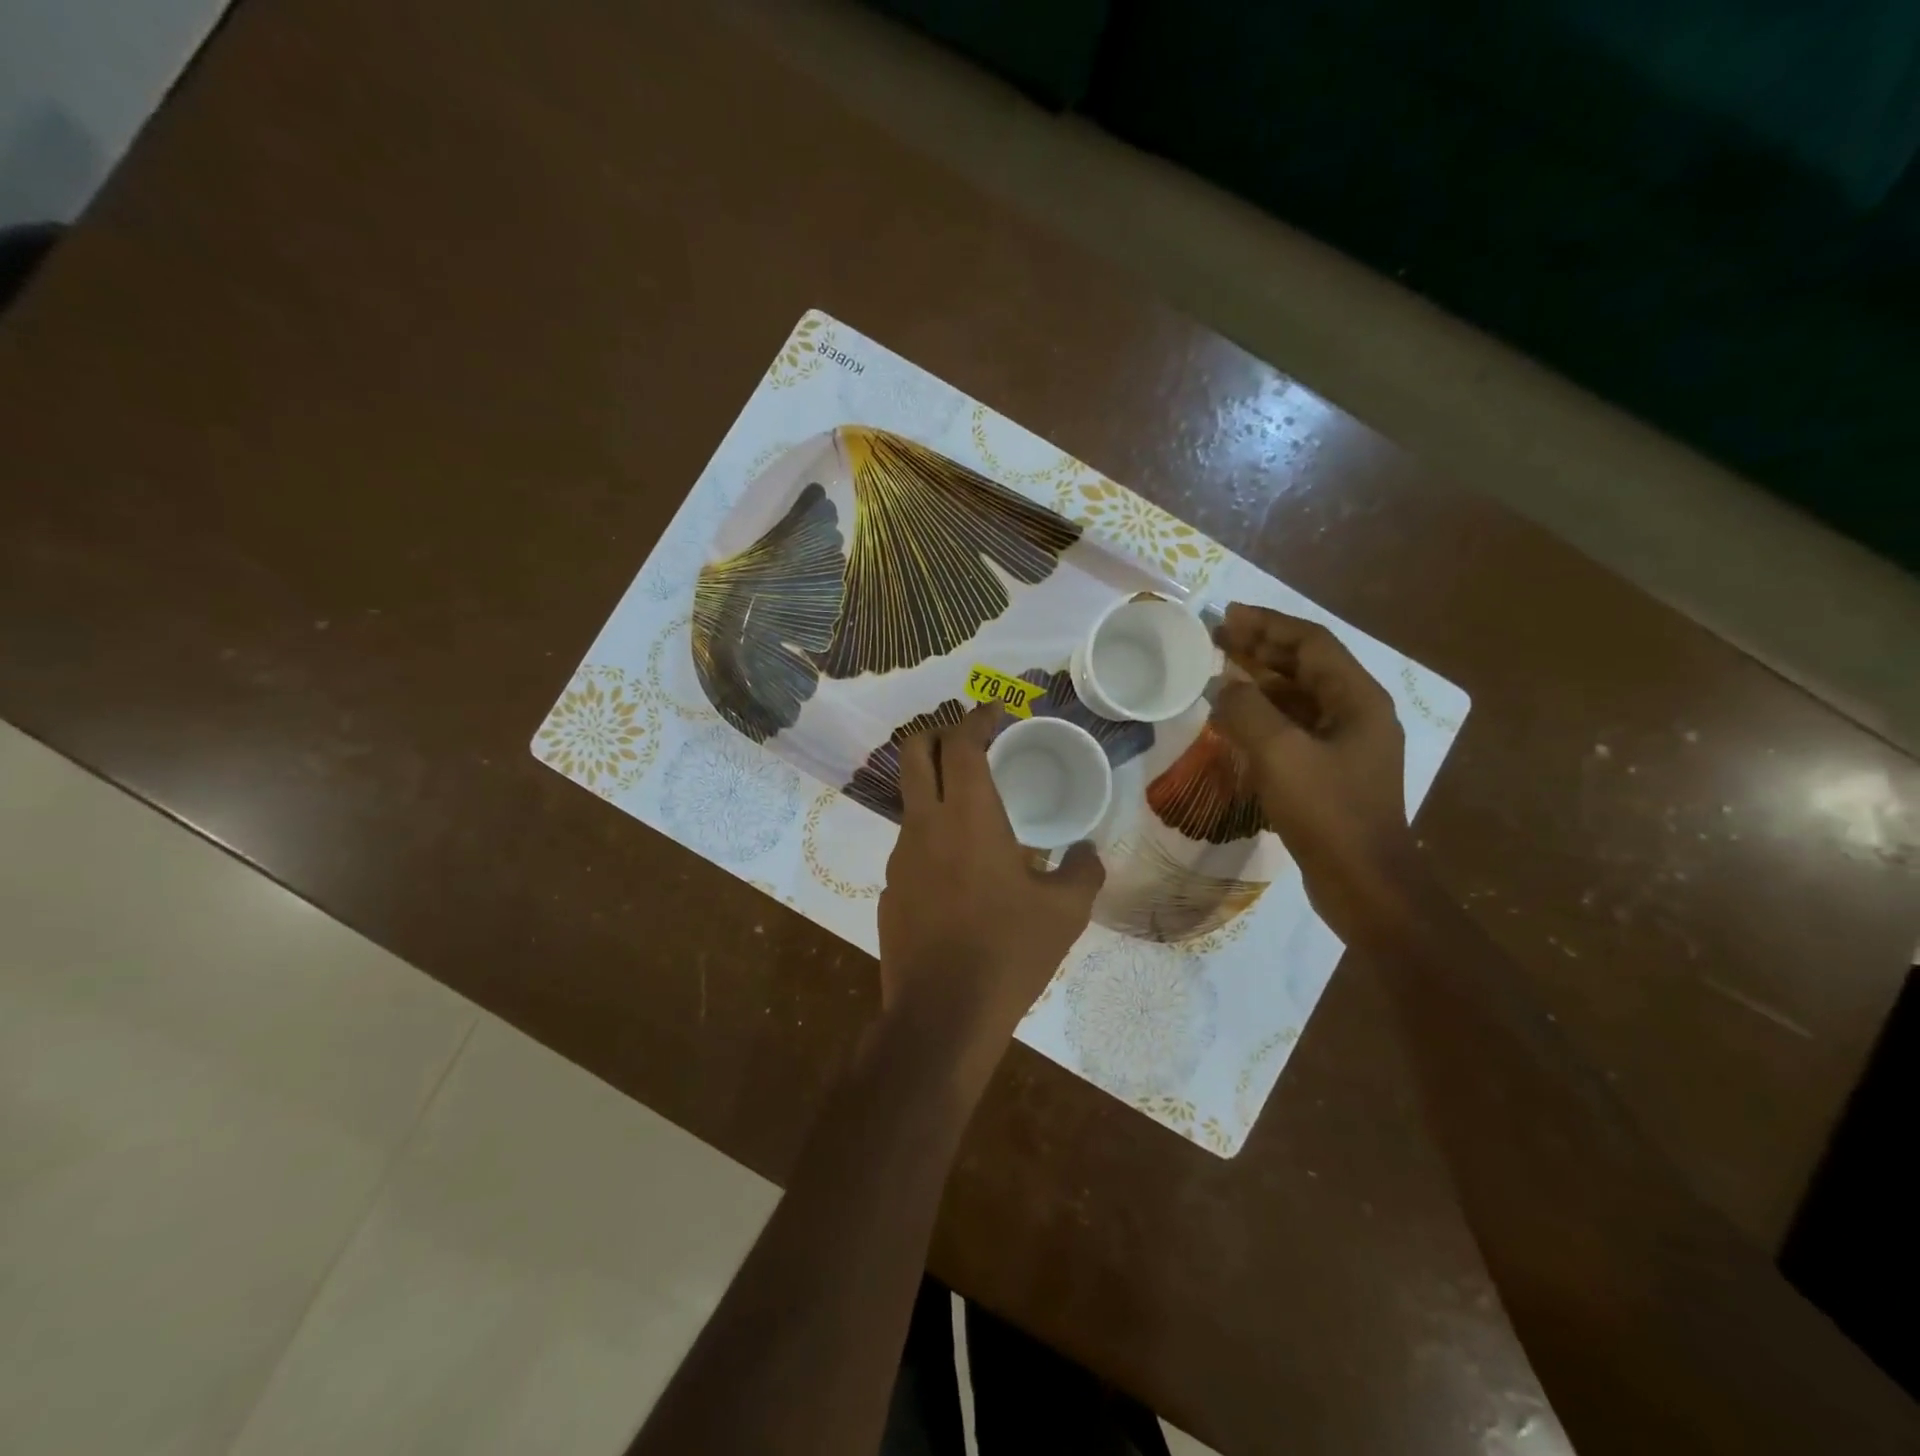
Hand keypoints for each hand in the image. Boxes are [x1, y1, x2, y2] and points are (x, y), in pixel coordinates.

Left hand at [878, 704, 1104, 1072]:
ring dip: (937, 788)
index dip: (977, 718)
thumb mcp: (1065, 911)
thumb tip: (1089, 853)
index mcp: (969, 816)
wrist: (942, 1016)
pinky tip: (961, 871)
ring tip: (975, 812)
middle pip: (914, 752)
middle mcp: (925, 824)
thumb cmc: (1008, 952)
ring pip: (911, 799)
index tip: (997, 712)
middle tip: (971, 741)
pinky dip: (934, 835)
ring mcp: (900, 857)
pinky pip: (911, 845)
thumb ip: (1083, 870)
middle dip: (938, 732)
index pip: (961, 743)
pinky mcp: (891, 889)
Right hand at [1209, 604, 1422, 943]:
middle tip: (1217, 638)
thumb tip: (1224, 688)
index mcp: (1358, 700)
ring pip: (1299, 698)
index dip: (1268, 624)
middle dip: (1262, 649)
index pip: (1311, 643)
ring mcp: (1346, 746)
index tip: (1228, 616)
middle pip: (1306, 667)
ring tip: (1220, 672)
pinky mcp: (1331, 773)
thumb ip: (1246, 711)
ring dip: (1261, 682)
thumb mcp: (1280, 755)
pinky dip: (1264, 717)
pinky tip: (1235, 722)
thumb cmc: (1328, 813)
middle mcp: (1357, 714)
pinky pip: (1294, 729)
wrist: (1365, 885)